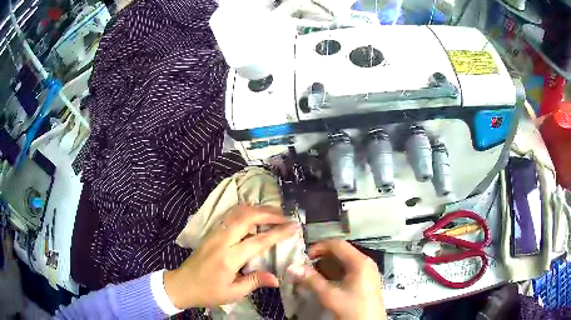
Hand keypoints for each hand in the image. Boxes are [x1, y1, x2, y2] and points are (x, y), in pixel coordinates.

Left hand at [164, 204, 298, 308]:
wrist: (182, 284)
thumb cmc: (208, 292)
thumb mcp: (233, 293)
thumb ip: (254, 281)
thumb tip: (277, 278)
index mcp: (229, 258)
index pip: (258, 241)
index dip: (278, 232)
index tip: (294, 226)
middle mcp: (221, 240)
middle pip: (246, 217)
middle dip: (267, 213)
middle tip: (284, 215)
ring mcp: (214, 233)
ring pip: (236, 212)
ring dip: (256, 209)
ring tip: (272, 212)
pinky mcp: (210, 232)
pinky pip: (229, 216)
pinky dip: (244, 211)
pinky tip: (252, 214)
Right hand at [288, 239, 386, 319]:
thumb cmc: (351, 308)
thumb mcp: (330, 295)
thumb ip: (311, 280)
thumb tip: (293, 267)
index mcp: (359, 262)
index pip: (337, 244)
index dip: (319, 247)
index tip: (304, 257)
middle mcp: (365, 262)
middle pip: (341, 252)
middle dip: (322, 257)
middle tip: (306, 266)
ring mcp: (367, 271)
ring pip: (344, 262)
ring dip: (327, 266)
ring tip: (312, 275)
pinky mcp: (366, 280)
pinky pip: (349, 270)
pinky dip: (335, 273)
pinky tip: (325, 282)